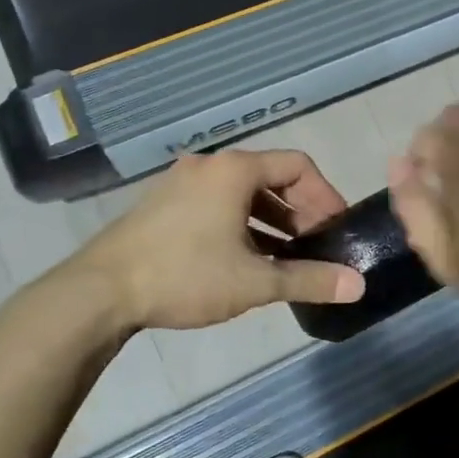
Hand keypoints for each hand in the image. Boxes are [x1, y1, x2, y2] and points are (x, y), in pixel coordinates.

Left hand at [58, 151, 365, 331]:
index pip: (298, 165)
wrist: (99, 292)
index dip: (325, 196)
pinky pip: (217, 204)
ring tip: (289, 256)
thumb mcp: (255, 282)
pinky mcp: (164, 204)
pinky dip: (242, 224)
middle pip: (271, 177)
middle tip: (317, 245)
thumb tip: (359, 285)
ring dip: (272, 221)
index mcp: (235, 170)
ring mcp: (182, 183)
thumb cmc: (185, 276)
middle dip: (301, 211)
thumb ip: (310, 280)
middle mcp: (210, 166)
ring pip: (243, 193)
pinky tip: (249, 259)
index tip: (338, 228)